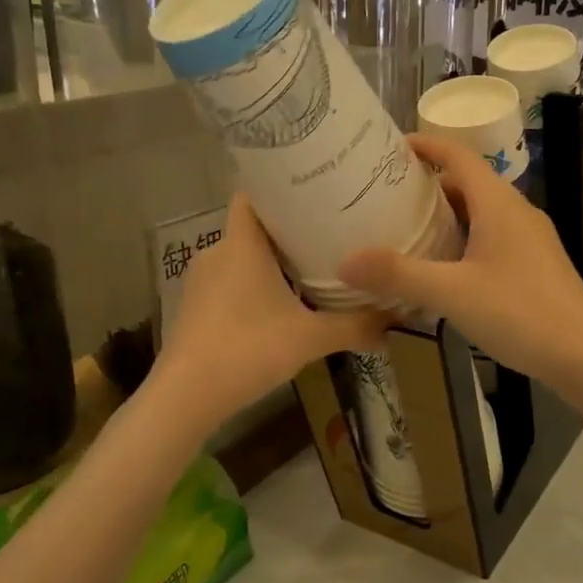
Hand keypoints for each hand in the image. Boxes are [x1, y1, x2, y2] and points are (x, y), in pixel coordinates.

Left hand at [153, 195, 386, 426]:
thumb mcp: (311, 338)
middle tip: (327, 230)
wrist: (186, 396)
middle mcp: (217, 252)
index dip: (280, 186)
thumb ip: (355, 326)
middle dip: (287, 228)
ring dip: (270, 260)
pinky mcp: (195, 307)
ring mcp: (201, 281)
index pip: (253, 193)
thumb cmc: (248, 349)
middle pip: (253, 226)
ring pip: (241, 256)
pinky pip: (229, 281)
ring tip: (309, 266)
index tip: (313, 189)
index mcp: (242, 244)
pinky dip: (252, 284)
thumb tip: (396, 322)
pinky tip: (278, 304)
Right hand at [338, 134, 582, 383]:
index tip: (389, 148)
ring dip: (446, 216)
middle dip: (427, 185)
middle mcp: (516, 212)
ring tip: (406, 231)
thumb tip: (346, 262)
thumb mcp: (451, 293)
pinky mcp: (535, 264)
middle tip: (386, 197)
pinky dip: (463, 241)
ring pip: (481, 213)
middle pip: (467, 183)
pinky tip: (444, 270)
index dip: (425, 145)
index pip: (458, 155)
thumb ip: (398, 275)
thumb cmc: (520, 313)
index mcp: (498, 204)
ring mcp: (530, 239)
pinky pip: (492, 238)